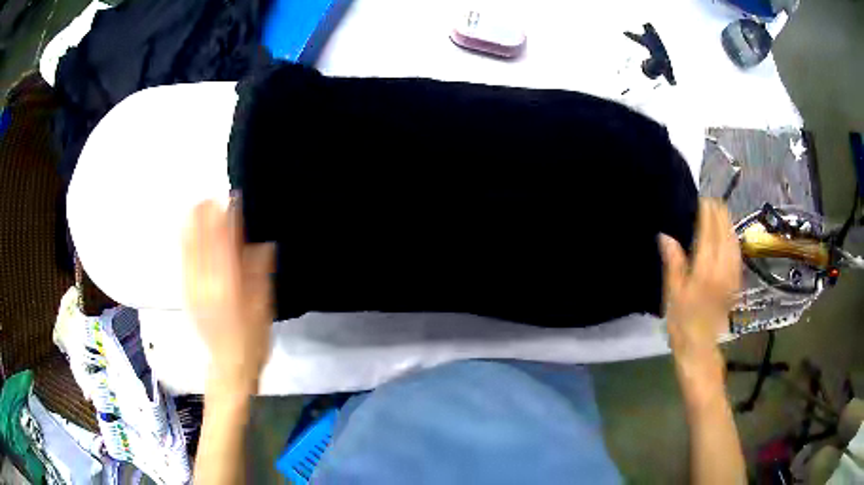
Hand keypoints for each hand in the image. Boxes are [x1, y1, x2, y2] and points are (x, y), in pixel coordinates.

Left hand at [182, 200, 274, 394]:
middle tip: (214, 198)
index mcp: (227, 283)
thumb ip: (260, 272)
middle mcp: (204, 280)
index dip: (226, 215)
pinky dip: (187, 239)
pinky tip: (191, 231)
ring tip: (201, 207)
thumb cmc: (252, 338)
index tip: (232, 197)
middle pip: (199, 236)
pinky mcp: (186, 291)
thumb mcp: (263, 306)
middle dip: (205, 213)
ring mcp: (192, 285)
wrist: (229, 365)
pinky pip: (183, 257)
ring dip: (193, 222)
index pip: (222, 238)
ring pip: (187, 244)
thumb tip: (261, 242)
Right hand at [658, 199, 741, 378]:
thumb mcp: (673, 294)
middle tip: (710, 202)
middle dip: (719, 215)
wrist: (700, 347)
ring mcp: (732, 275)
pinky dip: (733, 238)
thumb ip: (673, 263)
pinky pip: (737, 253)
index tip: (702, 199)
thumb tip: (665, 236)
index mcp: (705, 270)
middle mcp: (723, 269)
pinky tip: (729, 234)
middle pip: (725, 233)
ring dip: (728, 224)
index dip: (706, 213)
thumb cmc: (682, 322)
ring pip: (734, 240)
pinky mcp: (736, 282)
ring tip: (720, 212)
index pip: (709, 232)